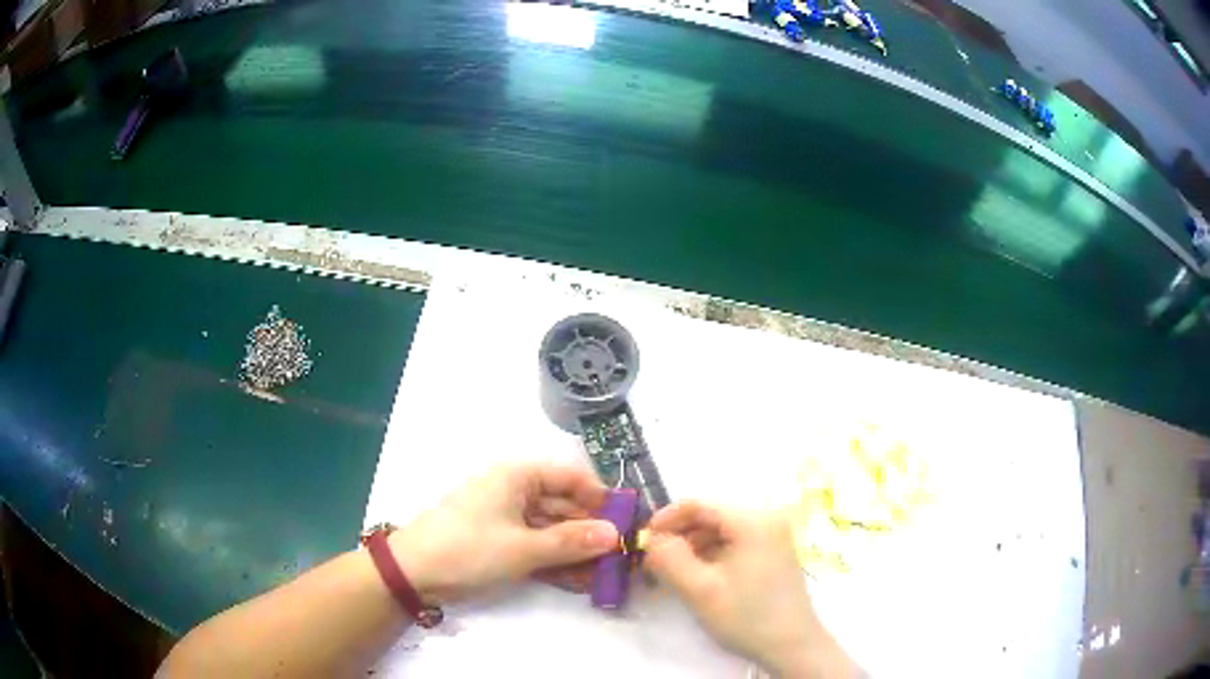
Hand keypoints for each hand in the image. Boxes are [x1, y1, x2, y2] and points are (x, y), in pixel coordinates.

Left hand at [389, 463, 619, 603]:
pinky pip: (536, 547)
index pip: (570, 477)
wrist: (413, 573)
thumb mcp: (523, 548)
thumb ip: (571, 542)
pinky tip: (579, 582)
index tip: (627, 521)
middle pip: (563, 506)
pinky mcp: (499, 542)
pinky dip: (555, 562)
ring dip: (576, 552)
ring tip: (605, 576)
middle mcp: (514, 491)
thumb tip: (616, 535)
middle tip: (621, 557)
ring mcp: (506, 518)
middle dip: (591, 532)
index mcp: (517, 477)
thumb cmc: (468, 548)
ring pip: (551, 531)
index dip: (601, 497)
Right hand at [643, 502, 854, 677]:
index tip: (642, 541)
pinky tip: (696, 579)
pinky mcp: (773, 554)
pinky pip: (733, 545)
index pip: (698, 505)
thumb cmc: (747, 617)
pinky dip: (710, 557)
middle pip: (710, 518)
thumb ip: (669, 559)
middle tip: (652, 563)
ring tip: (669, 575)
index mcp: (752, 521)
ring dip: (692, 549)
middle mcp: (766, 520)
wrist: (793, 646)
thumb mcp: (700, 590)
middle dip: (677, 538)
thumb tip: (650, 540)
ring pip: (720, 533)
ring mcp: (773, 537)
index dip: (665, 519)